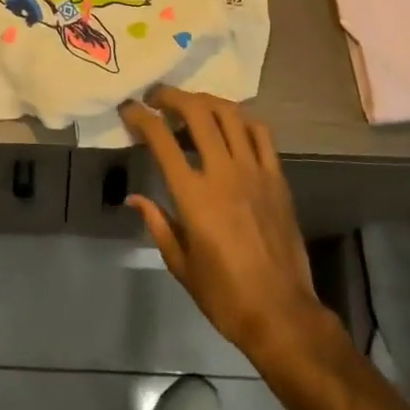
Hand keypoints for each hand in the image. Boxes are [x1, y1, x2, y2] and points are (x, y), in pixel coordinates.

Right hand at [120, 87, 333, 360]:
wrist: (280, 312)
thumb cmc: (224, 294)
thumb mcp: (180, 263)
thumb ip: (157, 223)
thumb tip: (134, 198)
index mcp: (194, 195)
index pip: (161, 139)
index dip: (141, 117)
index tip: (129, 109)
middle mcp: (223, 172)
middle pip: (197, 112)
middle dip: (172, 97)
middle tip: (157, 97)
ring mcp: (254, 170)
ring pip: (230, 114)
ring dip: (205, 100)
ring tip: (190, 104)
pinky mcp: (277, 176)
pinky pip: (261, 133)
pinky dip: (242, 119)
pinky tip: (230, 124)